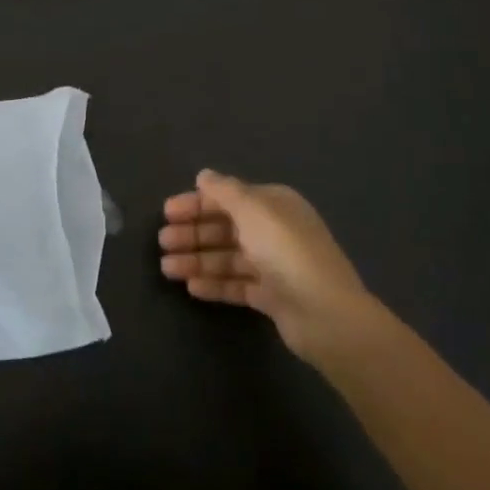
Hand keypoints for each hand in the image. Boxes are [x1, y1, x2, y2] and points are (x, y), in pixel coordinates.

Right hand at [160, 170, 381, 369]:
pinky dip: (214, 284)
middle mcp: (274, 231)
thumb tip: (204, 175)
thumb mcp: (253, 210)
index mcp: (274, 205)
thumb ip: (225, 191)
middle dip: (193, 233)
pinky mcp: (272, 296)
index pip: (229, 198)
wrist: (326, 314)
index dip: (197, 203)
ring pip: (227, 258)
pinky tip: (191, 287)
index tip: (167, 212)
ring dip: (197, 260)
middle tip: (163, 241)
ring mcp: (274, 265)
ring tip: (167, 268)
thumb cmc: (286, 252)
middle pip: (225, 228)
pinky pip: (237, 285)